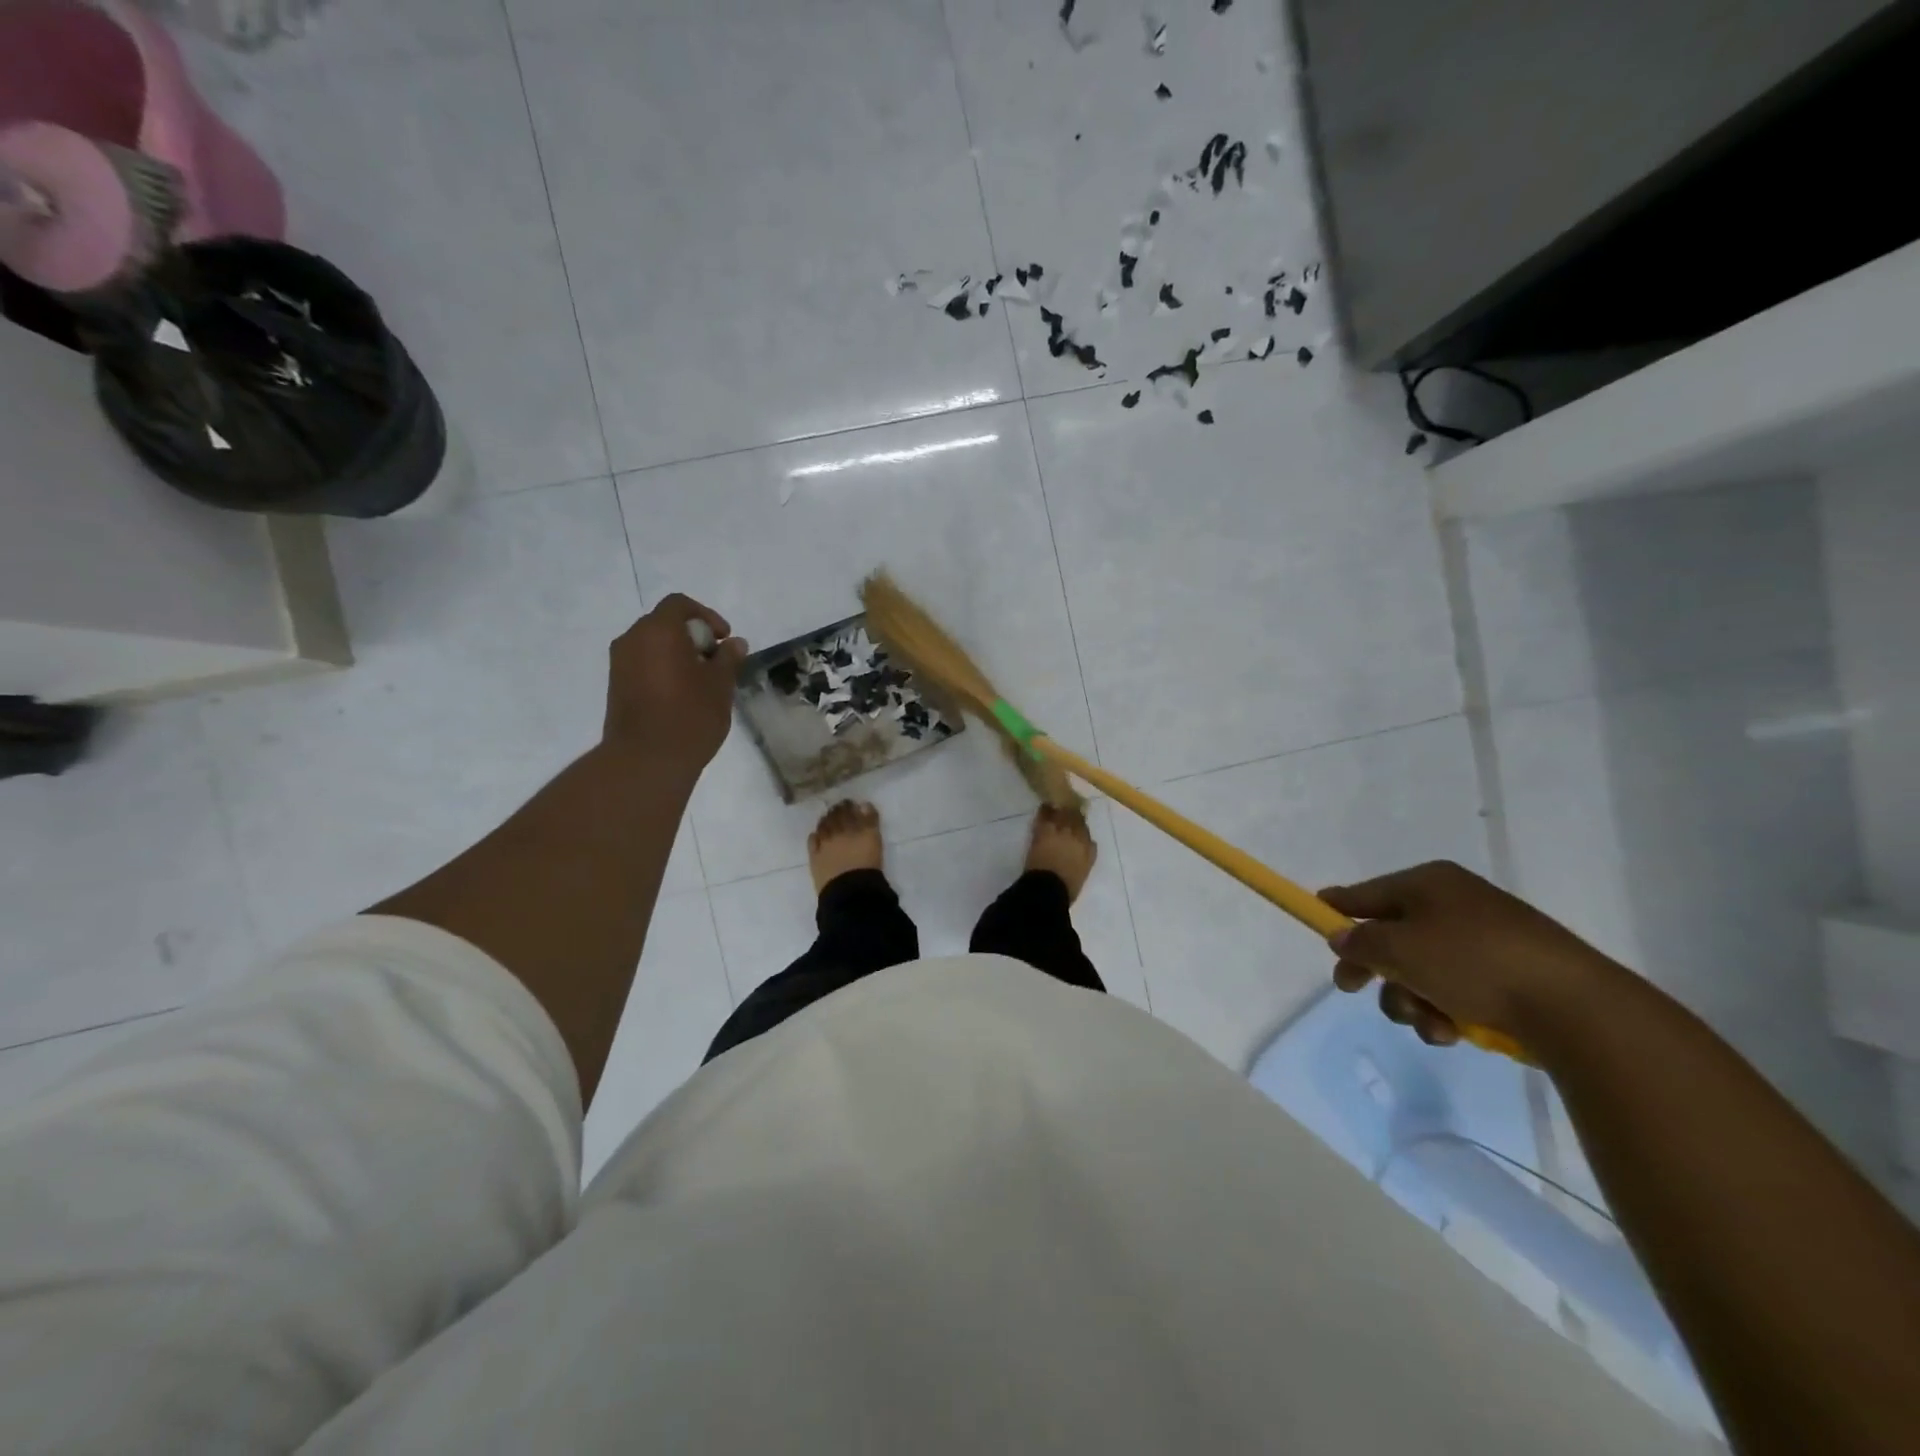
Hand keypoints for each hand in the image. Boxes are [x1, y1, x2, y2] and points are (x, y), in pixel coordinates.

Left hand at [602, 594, 747, 776]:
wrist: (646, 760)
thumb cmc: (689, 715)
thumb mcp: (720, 685)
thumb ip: (728, 658)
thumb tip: (735, 644)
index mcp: (658, 630)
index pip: (680, 605)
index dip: (706, 616)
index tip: (724, 640)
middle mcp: (632, 639)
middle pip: (664, 623)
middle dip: (692, 636)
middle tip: (716, 661)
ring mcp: (619, 664)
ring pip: (652, 645)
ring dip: (677, 654)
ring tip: (701, 681)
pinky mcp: (616, 686)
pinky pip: (643, 664)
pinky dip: (663, 669)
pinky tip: (681, 695)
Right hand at [1318, 861, 1621, 1047]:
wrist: (1574, 1007)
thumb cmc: (1471, 962)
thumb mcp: (1398, 948)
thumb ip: (1360, 941)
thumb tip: (1342, 937)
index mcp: (1428, 883)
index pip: (1367, 892)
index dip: (1338, 909)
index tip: (1316, 923)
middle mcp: (1454, 904)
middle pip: (1392, 934)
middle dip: (1374, 967)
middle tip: (1352, 989)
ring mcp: (1484, 940)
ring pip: (1420, 969)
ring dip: (1409, 998)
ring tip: (1425, 1020)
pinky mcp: (1508, 976)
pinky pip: (1455, 989)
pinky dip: (1444, 1011)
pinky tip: (1451, 1031)